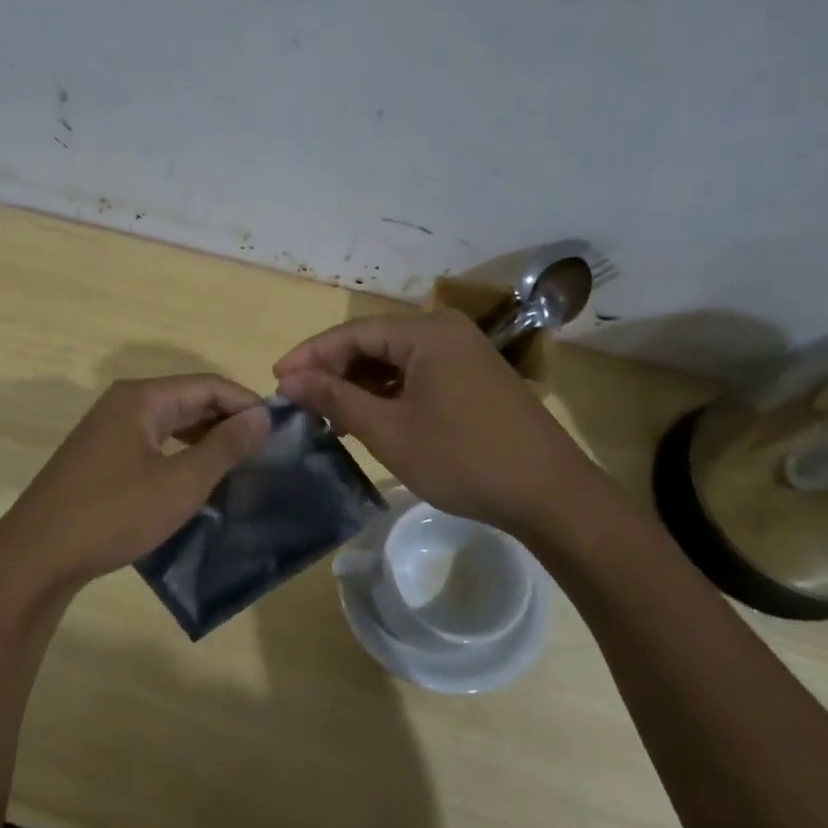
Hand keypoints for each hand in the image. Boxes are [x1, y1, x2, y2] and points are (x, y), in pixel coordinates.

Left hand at [0, 375, 270, 597]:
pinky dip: (179, 453)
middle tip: (265, 449)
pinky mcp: (99, 457)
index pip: (208, 385)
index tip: (280, 428)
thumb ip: (224, 446)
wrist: (37, 556)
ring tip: (239, 463)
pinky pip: (151, 443)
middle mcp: (122, 404)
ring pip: (169, 423)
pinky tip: (197, 477)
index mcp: (141, 399)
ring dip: (205, 438)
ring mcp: (107, 430)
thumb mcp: (180, 483)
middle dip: (227, 420)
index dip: (247, 402)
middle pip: (188, 399)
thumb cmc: (114, 514)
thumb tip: (262, 415)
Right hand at [274, 309, 584, 531]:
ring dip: (359, 385)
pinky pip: (418, 376)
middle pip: (374, 343)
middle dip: (334, 371)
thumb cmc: (463, 458)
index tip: (276, 380)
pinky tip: (368, 418)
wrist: (550, 495)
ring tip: (326, 415)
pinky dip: (388, 394)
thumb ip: (336, 398)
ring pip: (395, 362)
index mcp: (426, 332)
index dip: (310, 355)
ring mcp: (465, 355)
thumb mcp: (389, 430)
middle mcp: (446, 332)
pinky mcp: (474, 380)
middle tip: (299, 402)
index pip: (353, 333)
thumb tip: (291, 380)